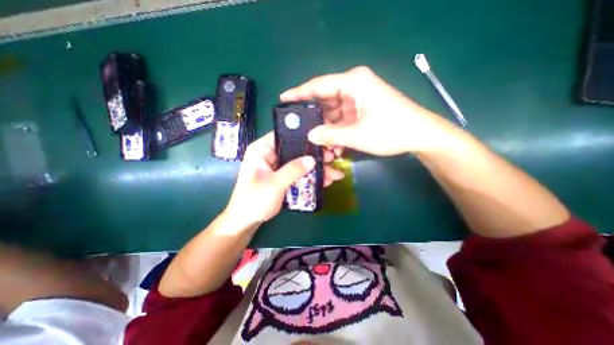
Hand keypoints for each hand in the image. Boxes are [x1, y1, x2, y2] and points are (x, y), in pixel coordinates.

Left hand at [227, 131, 344, 223]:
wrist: (246, 222)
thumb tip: (312, 159)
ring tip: (334, 174)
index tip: (321, 142)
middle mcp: (270, 154)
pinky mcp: (282, 176)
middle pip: (296, 150)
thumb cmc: (254, 201)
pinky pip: (298, 173)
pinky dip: (310, 177)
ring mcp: (277, 166)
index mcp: (262, 149)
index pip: (284, 135)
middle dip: (314, 156)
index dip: (303, 136)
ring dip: (315, 169)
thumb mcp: (275, 184)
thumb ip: (293, 170)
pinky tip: (324, 181)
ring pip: (299, 162)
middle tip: (332, 159)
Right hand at [280, 64, 451, 155]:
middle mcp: (354, 86)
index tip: (283, 99)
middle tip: (299, 129)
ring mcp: (358, 97)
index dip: (299, 93)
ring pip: (333, 111)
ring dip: (326, 127)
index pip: (319, 85)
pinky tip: (332, 142)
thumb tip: (310, 135)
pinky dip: (336, 129)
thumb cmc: (391, 131)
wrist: (419, 135)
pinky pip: (342, 117)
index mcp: (353, 83)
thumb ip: (331, 135)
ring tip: (317, 141)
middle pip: (325, 99)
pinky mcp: (362, 107)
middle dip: (314, 116)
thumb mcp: (358, 135)